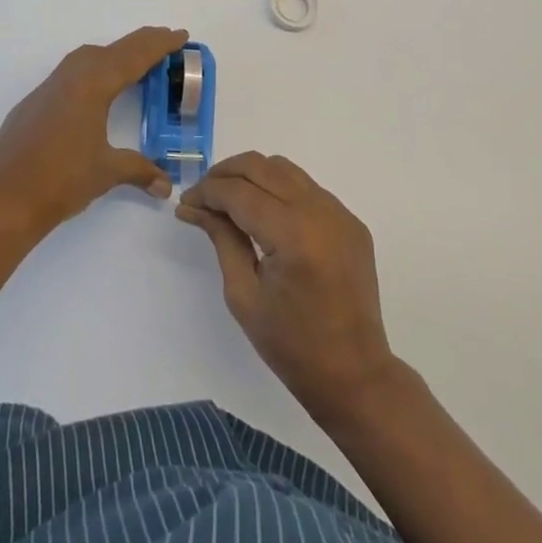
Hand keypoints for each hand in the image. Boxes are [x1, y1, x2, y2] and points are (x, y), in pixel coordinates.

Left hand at [0, 27, 182, 233]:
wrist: (4, 196)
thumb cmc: (61, 179)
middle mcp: (72, 76)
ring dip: (114, 53)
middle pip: (113, 50)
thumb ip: (139, 170)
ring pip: (88, 57)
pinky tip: (95, 86)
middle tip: (165, 40)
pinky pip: (71, 71)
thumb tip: (165, 185)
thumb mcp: (106, 171)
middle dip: (141, 44)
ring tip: (135, 60)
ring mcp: (49, 87)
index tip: (180, 35)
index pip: (134, 57)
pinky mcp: (35, 101)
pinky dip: (92, 68)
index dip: (159, 45)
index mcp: (93, 84)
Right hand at [177, 152, 397, 425]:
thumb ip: (222, 239)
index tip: (186, 202)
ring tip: (230, 199)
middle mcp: (319, 212)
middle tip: (203, 195)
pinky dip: (279, 189)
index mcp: (293, 236)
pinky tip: (265, 213)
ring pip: (284, 169)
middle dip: (226, 174)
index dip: (207, 192)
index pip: (239, 192)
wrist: (355, 376)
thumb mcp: (244, 295)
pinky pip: (307, 187)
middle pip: (261, 167)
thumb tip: (193, 206)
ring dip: (252, 175)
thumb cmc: (292, 346)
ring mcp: (340, 213)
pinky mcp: (350, 220)